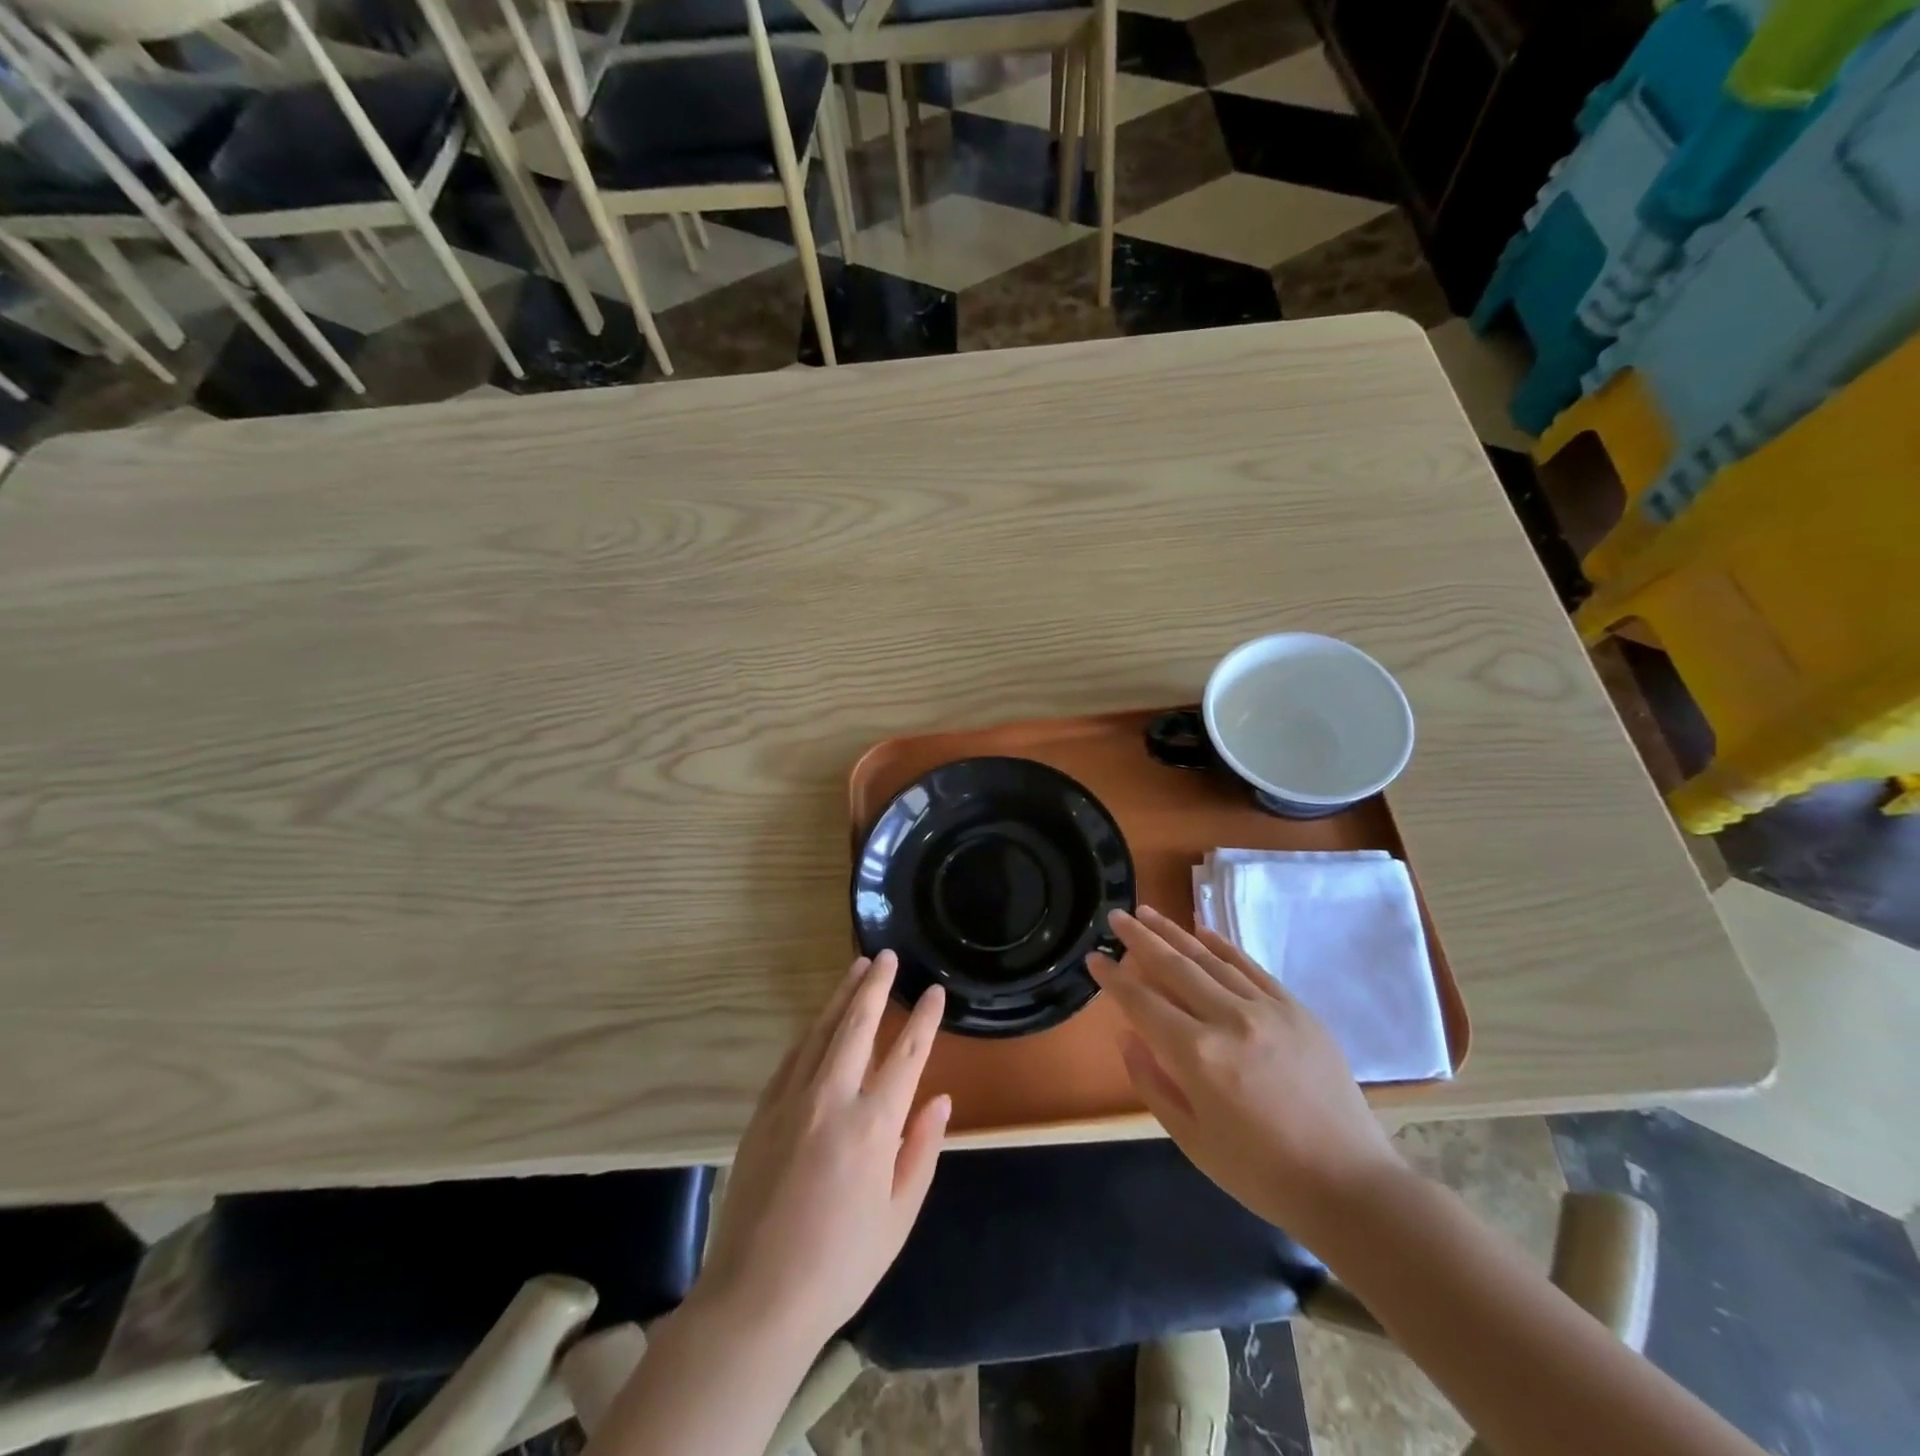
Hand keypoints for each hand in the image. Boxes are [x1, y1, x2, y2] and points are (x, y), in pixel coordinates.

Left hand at [693, 951, 949, 1350]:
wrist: (756, 1298)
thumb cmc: (840, 1264)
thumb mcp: (898, 1217)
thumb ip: (921, 1151)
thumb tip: (940, 1100)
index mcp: (873, 1126)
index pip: (907, 1054)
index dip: (924, 1019)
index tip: (934, 991)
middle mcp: (832, 1099)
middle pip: (858, 1025)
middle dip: (875, 986)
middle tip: (886, 956)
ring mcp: (792, 1101)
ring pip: (821, 1031)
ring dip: (841, 996)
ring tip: (856, 967)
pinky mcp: (764, 1112)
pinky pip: (792, 1057)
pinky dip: (811, 1031)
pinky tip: (820, 1020)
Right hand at [1087, 906, 1403, 1242]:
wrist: (1349, 1185)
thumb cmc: (1261, 1174)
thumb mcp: (1192, 1140)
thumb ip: (1152, 1083)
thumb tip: (1128, 1035)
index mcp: (1198, 1056)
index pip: (1143, 1003)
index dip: (1114, 978)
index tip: (1094, 957)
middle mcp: (1229, 1020)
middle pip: (1174, 967)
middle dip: (1140, 938)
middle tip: (1116, 916)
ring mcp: (1267, 1009)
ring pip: (1210, 959)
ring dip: (1174, 933)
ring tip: (1148, 912)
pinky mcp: (1296, 1009)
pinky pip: (1250, 967)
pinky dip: (1223, 946)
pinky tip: (1202, 930)